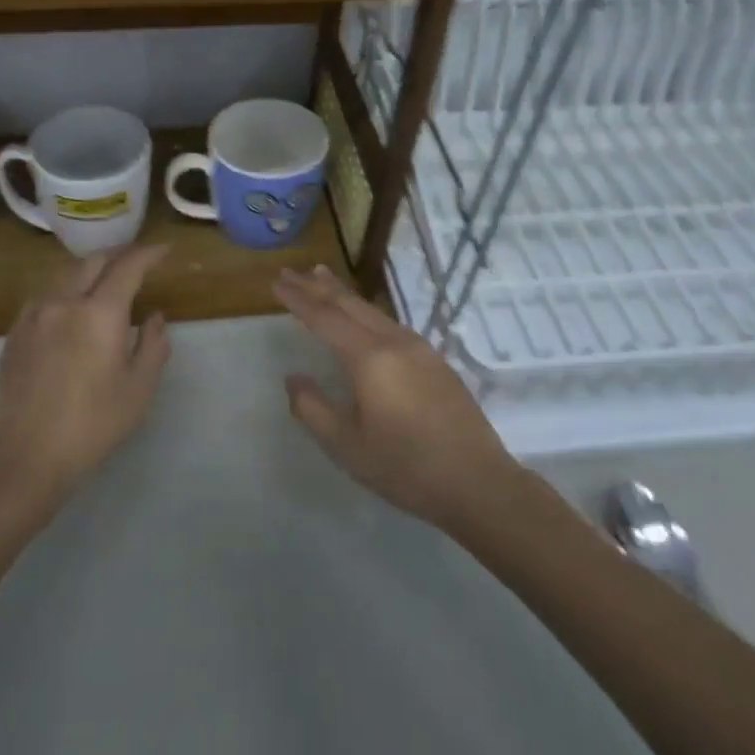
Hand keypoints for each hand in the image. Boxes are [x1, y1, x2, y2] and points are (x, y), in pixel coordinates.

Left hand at [0, 244, 171, 506]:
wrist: (25, 455)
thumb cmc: (92, 424)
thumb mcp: (139, 389)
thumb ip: (153, 346)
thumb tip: (156, 317)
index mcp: (99, 312)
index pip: (128, 266)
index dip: (148, 254)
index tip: (164, 251)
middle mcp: (63, 302)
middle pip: (93, 262)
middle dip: (118, 256)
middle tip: (137, 262)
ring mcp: (33, 315)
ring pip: (65, 276)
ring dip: (90, 271)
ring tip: (105, 282)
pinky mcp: (14, 333)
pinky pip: (45, 297)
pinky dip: (66, 291)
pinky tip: (71, 310)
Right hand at [275, 265, 515, 529]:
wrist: (478, 482)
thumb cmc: (405, 467)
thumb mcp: (347, 445)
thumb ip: (313, 408)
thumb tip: (294, 378)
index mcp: (369, 358)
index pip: (324, 318)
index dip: (298, 299)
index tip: (276, 281)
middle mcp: (394, 342)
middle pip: (349, 304)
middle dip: (317, 286)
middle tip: (291, 271)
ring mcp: (419, 348)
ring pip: (372, 310)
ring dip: (343, 293)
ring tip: (322, 277)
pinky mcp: (435, 361)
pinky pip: (389, 322)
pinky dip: (365, 310)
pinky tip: (362, 316)